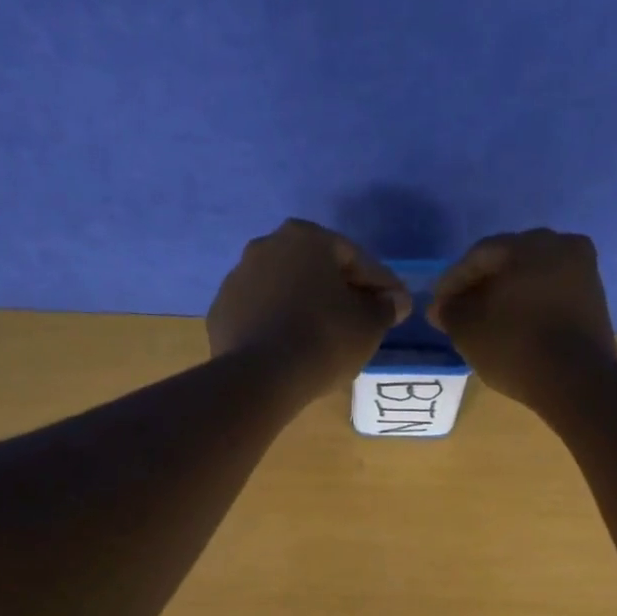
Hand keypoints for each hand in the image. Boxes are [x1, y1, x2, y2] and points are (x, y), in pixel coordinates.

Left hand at [208, 219, 409, 398]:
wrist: (261, 377)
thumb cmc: (324, 339)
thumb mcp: (369, 324)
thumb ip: (386, 306)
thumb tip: (395, 300)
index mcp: (306, 238)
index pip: (355, 259)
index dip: (381, 285)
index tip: (395, 307)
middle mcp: (266, 246)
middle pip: (315, 270)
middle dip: (339, 292)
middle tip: (360, 321)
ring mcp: (237, 279)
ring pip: (284, 291)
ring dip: (305, 307)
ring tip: (324, 339)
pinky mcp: (221, 313)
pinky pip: (261, 315)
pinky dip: (278, 326)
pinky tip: (291, 350)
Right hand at [430, 229, 616, 406]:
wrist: (577, 382)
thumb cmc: (515, 347)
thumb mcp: (468, 330)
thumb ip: (449, 311)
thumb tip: (442, 306)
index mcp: (530, 244)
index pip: (479, 255)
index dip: (453, 281)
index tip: (437, 306)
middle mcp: (562, 246)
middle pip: (508, 262)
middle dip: (481, 285)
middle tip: (459, 311)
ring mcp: (583, 272)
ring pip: (532, 278)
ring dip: (506, 295)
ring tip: (484, 321)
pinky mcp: (594, 300)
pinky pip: (550, 295)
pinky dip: (529, 306)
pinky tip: (513, 326)